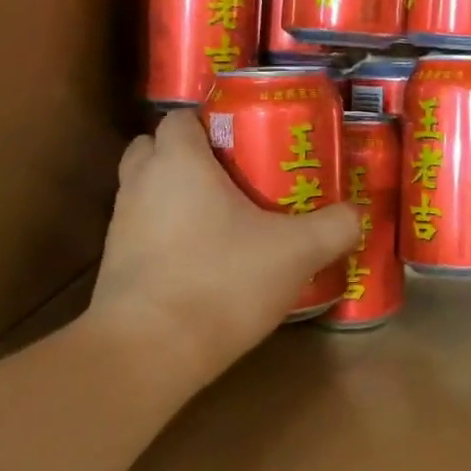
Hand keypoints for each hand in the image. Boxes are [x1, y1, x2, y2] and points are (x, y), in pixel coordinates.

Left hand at [85, 109, 362, 389]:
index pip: (180, 117)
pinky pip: (144, 232)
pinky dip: (168, 235)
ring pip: (147, 191)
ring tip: (224, 218)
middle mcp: (140, 184)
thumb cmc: (221, 281)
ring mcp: (121, 226)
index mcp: (178, 162)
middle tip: (233, 173)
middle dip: (188, 155)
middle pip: (155, 148)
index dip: (209, 122)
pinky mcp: (116, 267)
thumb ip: (333, 227)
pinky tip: (205, 260)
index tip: (245, 139)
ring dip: (176, 196)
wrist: (149, 353)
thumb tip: (355, 214)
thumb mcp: (296, 252)